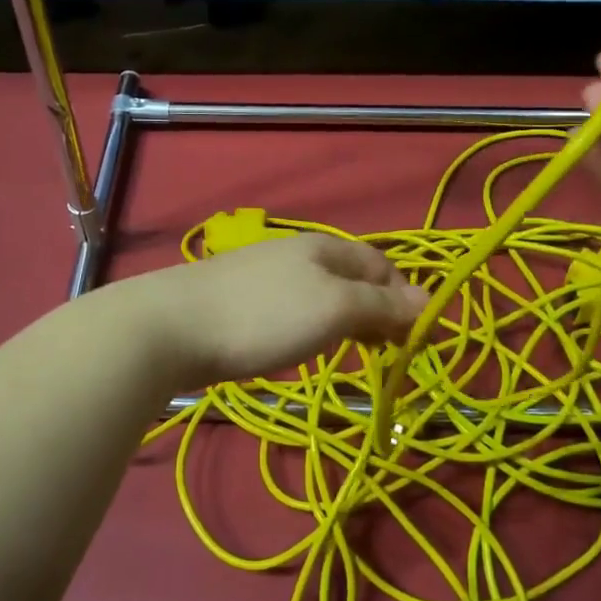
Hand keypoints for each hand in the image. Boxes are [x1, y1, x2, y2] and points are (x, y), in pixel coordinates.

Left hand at [131, 233, 427, 385]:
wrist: (172, 327)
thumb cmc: (264, 316)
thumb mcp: (334, 308)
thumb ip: (381, 305)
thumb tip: (429, 302)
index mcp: (325, 248)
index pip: (382, 265)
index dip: (406, 297)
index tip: (417, 338)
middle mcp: (297, 253)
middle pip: (353, 277)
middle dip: (378, 310)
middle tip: (389, 350)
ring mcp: (265, 275)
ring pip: (323, 293)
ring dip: (348, 320)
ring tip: (355, 352)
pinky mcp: (240, 300)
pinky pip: (294, 308)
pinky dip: (314, 325)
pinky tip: (305, 344)